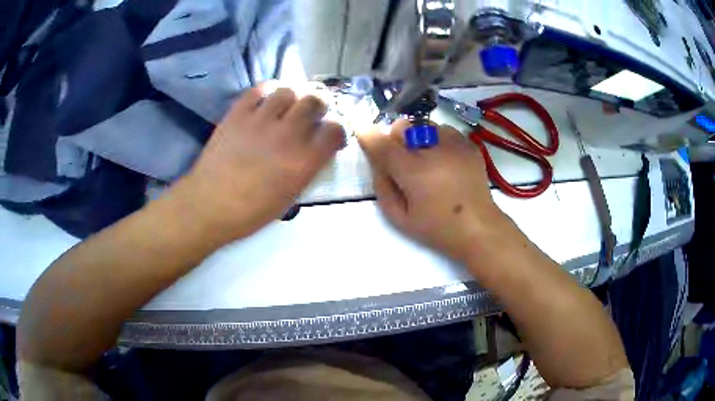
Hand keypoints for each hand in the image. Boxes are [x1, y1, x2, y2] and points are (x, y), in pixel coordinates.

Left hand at [173, 87, 344, 239]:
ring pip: (289, 90)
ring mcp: (260, 120)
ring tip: (289, 106)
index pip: (335, 129)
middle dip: (320, 105)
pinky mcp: (238, 114)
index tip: (331, 135)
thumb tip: (315, 150)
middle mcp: (287, 135)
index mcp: (304, 161)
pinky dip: (268, 91)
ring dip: (295, 96)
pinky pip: (259, 89)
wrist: (209, 205)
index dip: (337, 129)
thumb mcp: (289, 197)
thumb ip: (308, 169)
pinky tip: (268, 101)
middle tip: (313, 113)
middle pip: (316, 100)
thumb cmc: (250, 212)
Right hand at [359, 120, 507, 263]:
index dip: (368, 136)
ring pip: (424, 125)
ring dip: (418, 139)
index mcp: (414, 171)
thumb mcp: (400, 218)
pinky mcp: (468, 144)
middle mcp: (433, 150)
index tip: (361, 131)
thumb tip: (376, 162)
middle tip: (402, 160)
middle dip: (395, 139)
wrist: (478, 227)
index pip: (382, 144)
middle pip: (403, 127)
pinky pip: (444, 130)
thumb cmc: (437, 228)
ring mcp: (454, 144)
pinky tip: (444, 160)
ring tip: (427, 160)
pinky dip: (438, 140)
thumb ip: (382, 186)